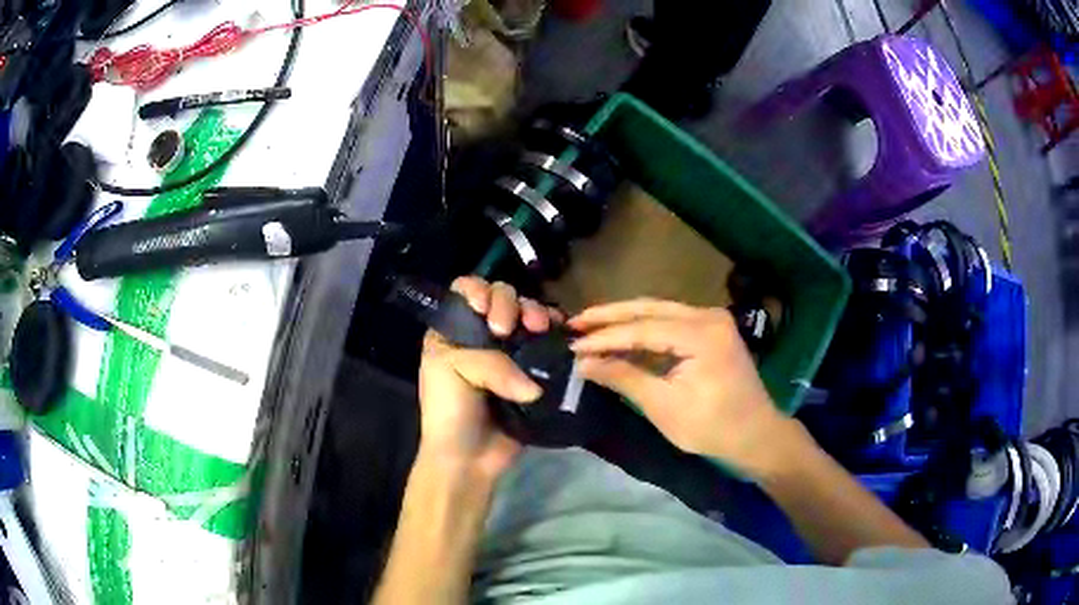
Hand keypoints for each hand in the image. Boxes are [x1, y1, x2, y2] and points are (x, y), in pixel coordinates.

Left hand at [418, 277, 558, 480]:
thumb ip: (492, 363)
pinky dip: (555, 330)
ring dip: (535, 313)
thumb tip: (534, 385)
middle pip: (501, 296)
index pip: (466, 291)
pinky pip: (547, 339)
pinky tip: (559, 330)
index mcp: (452, 330)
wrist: (468, 458)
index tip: (485, 315)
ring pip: (527, 313)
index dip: (479, 292)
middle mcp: (481, 334)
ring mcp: (509, 350)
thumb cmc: (449, 411)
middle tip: (506, 329)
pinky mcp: (533, 368)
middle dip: (509, 303)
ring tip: (540, 328)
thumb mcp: (452, 372)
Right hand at [569, 299, 798, 475]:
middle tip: (575, 322)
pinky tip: (622, 335)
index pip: (643, 328)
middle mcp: (708, 316)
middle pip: (650, 308)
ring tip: (590, 326)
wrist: (756, 434)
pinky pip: (671, 322)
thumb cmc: (712, 426)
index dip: (605, 337)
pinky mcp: (712, 330)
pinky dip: (644, 329)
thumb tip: (583, 363)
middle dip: (610, 315)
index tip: (573, 344)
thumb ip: (624, 377)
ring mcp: (713, 320)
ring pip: (659, 311)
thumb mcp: (663, 405)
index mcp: (702, 334)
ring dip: (625, 319)